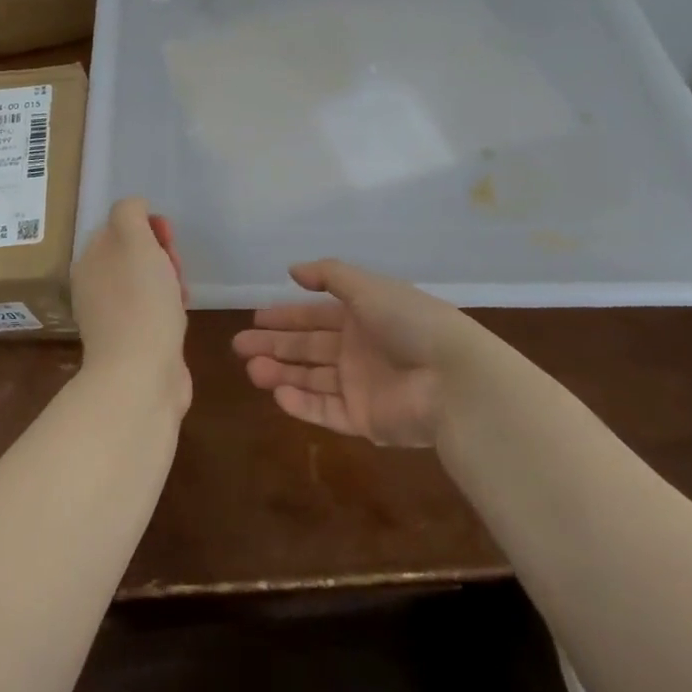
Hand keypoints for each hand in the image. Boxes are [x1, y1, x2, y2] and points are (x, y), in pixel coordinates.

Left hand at [71, 197, 189, 406]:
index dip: (148, 227)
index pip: (120, 226)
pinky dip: (169, 308)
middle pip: (134, 255)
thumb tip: (135, 207)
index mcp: (89, 260)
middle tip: (175, 269)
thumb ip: (130, 213)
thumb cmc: (141, 301)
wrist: (142, 375)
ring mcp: (112, 316)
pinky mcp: (133, 342)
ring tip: (180, 295)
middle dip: (162, 255)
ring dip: (169, 282)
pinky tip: (179, 317)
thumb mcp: (134, 240)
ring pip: (147, 283)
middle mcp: (95, 285)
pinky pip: (154, 311)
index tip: (167, 239)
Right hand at [234, 259, 461, 446]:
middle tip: (239, 346)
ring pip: (312, 380)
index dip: (286, 317)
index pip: (316, 316)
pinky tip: (278, 393)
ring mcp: (361, 387)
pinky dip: (301, 404)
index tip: (255, 319)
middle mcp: (358, 350)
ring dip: (281, 373)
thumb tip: (292, 270)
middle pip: (308, 348)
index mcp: (362, 317)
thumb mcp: (368, 287)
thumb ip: (328, 275)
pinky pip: (326, 411)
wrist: (453, 378)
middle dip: (274, 346)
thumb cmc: (409, 323)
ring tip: (251, 370)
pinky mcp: (365, 420)